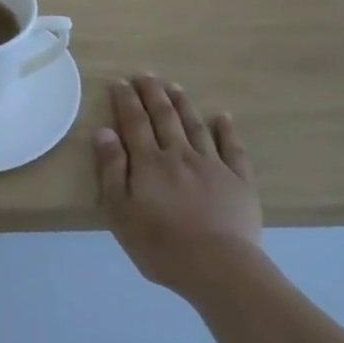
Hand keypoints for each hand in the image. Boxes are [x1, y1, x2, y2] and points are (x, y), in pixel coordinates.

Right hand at [94, 75, 261, 298]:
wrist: (218, 267)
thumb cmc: (161, 245)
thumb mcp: (120, 212)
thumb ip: (111, 170)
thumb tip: (104, 131)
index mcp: (149, 163)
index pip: (134, 123)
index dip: (126, 101)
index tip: (120, 82)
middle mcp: (179, 155)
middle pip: (164, 117)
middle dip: (153, 93)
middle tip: (146, 74)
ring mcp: (212, 165)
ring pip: (195, 126)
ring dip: (183, 104)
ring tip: (174, 87)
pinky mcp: (239, 181)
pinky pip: (232, 148)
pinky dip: (226, 130)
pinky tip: (222, 116)